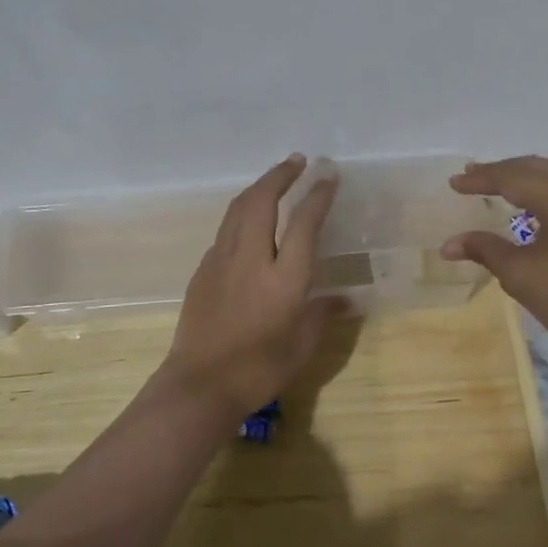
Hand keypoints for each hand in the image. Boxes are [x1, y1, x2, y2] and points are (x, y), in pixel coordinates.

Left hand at [162, 154, 339, 417]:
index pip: (304, 223)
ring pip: (238, 209)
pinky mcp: (203, 270)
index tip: (328, 176)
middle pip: (263, 201)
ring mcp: (222, 261)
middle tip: (298, 161)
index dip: (318, 196)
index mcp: (284, 278)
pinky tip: (249, 222)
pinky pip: (225, 230)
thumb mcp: (302, 347)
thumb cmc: (259, 370)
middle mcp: (251, 259)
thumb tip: (347, 300)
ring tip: (274, 179)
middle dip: (281, 175)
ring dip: (258, 188)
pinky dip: (242, 214)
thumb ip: (323, 315)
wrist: (199, 385)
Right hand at [440, 156, 547, 414]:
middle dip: (504, 171)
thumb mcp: (521, 275)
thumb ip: (484, 250)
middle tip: (474, 177)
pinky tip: (546, 210)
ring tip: (506, 188)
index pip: (513, 177)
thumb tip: (448, 245)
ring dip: (531, 179)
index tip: (454, 183)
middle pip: (539, 168)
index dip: (481, 179)